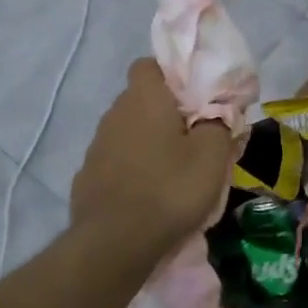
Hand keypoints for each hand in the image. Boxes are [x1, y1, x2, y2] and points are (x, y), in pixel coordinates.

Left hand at [71, 59, 236, 261]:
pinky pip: (116, 161)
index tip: (194, 95)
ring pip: (128, 131)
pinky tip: (148, 192)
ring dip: (148, 141)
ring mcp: (97, 146)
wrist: (115, 243)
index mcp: (144, 98)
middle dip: (164, 111)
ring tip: (173, 169)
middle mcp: (115, 113)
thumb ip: (219, 123)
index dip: (171, 74)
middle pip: (141, 99)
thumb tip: (218, 110)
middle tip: (193, 135)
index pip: (149, 64)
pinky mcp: (87, 176)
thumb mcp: (212, 155)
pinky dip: (132, 168)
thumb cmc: (170, 189)